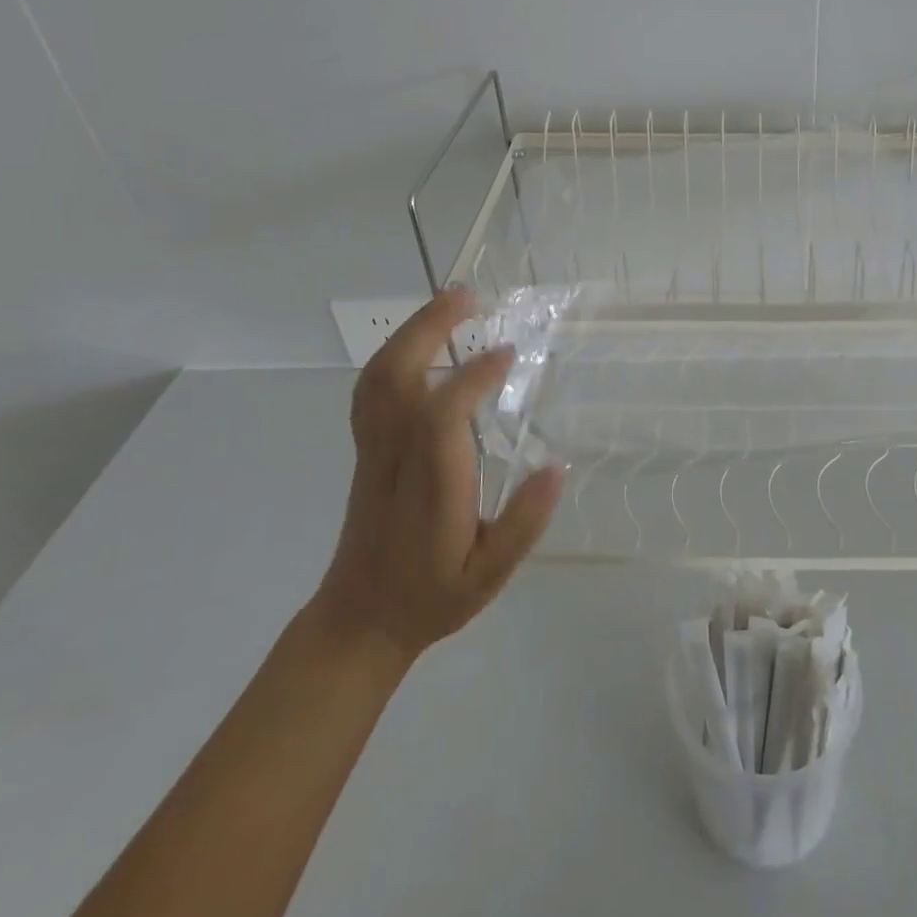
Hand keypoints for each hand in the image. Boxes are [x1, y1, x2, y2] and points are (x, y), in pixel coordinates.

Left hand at [316, 287, 562, 658]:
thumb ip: (523, 525)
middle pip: (397, 377)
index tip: (509, 353)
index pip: (442, 415)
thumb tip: (557, 466)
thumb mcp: (489, 577)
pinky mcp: (367, 448)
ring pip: (378, 376)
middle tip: (469, 296)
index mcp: (430, 486)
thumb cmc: (430, 596)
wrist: (359, 621)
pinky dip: (394, 352)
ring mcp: (374, 449)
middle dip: (430, 328)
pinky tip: (422, 341)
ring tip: (450, 304)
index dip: (473, 376)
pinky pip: (371, 388)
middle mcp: (395, 457)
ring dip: (412, 332)